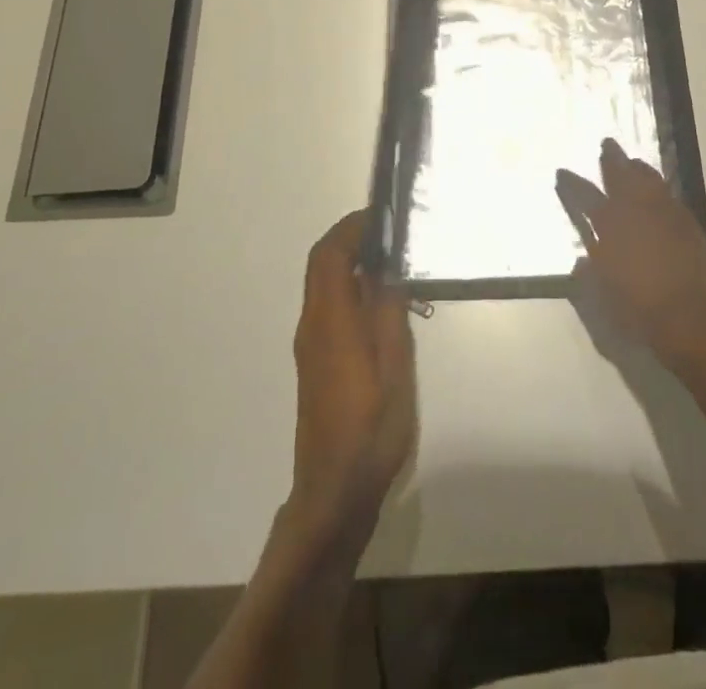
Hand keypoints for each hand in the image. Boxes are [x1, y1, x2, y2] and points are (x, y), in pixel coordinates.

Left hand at [288, 212, 415, 544]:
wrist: (334, 491)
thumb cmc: (371, 429)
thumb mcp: (395, 367)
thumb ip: (389, 311)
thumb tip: (386, 267)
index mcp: (332, 321)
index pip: (329, 255)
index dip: (351, 228)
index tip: (381, 215)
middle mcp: (313, 324)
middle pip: (321, 264)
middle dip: (349, 238)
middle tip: (388, 231)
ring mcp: (310, 343)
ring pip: (322, 283)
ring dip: (348, 260)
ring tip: (390, 259)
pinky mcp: (315, 360)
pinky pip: (327, 304)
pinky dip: (347, 284)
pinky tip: (378, 299)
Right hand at [556, 138, 705, 369]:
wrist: (691, 315)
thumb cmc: (639, 307)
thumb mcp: (603, 297)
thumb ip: (589, 275)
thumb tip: (581, 263)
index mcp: (610, 224)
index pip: (585, 196)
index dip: (572, 183)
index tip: (562, 172)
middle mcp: (636, 209)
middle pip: (621, 175)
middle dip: (612, 159)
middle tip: (607, 143)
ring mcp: (664, 212)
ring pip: (649, 179)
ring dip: (638, 168)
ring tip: (633, 161)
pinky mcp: (687, 222)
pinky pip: (669, 195)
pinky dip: (660, 189)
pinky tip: (659, 191)